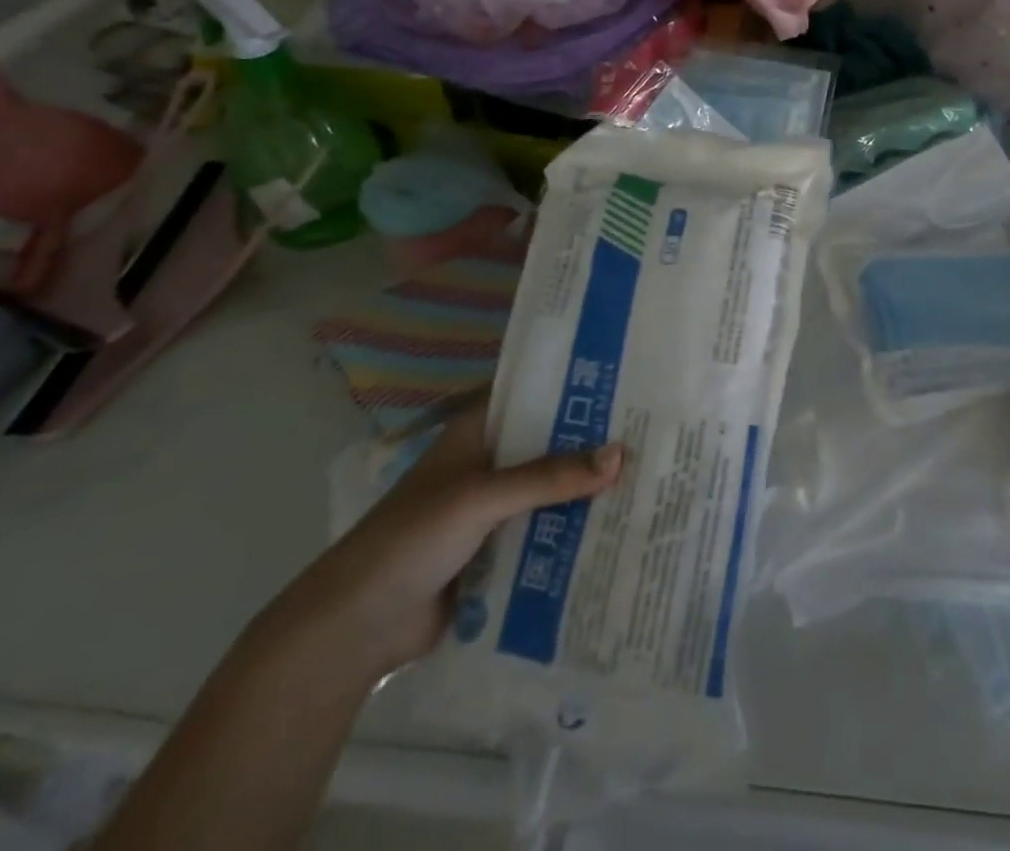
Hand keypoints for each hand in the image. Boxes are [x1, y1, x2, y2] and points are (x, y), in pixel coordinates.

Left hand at [258, 395, 622, 686]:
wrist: (356, 631)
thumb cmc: (411, 541)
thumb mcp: (480, 497)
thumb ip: (548, 477)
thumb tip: (620, 456)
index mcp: (477, 434)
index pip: (533, 396)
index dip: (575, 387)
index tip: (627, 380)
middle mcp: (490, 464)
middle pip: (550, 445)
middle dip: (593, 443)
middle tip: (653, 432)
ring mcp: (495, 511)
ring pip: (553, 491)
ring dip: (589, 491)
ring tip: (649, 478)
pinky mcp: (500, 552)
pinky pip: (547, 533)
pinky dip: (575, 531)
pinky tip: (619, 529)